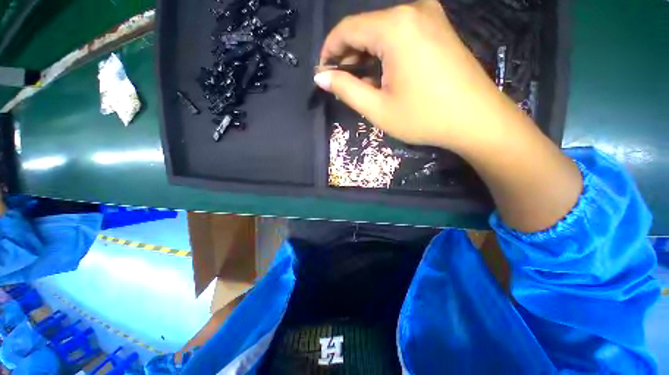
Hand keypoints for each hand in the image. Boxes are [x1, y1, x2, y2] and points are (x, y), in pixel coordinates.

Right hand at [317, 0, 582, 231]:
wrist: (476, 119)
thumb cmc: (424, 117)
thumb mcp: (378, 108)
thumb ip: (346, 89)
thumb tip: (321, 78)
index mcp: (394, 27)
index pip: (347, 29)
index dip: (329, 51)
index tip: (322, 73)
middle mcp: (412, 10)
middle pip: (365, 28)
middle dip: (347, 55)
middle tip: (339, 82)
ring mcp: (429, 16)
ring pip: (382, 32)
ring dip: (365, 55)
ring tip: (359, 82)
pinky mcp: (438, 27)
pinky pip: (400, 35)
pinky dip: (384, 53)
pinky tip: (381, 73)